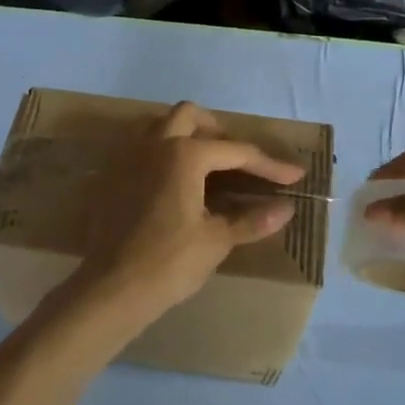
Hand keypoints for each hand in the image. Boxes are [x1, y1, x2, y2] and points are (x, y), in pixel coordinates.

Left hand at [49, 102, 304, 345]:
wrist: (111, 288)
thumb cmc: (168, 263)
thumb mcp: (215, 241)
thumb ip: (251, 220)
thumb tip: (286, 209)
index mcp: (184, 154)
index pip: (236, 151)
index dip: (269, 165)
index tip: (294, 176)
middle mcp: (153, 144)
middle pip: (190, 116)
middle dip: (219, 132)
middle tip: (239, 160)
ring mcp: (127, 157)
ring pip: (159, 125)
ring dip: (185, 134)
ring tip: (205, 164)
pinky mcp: (111, 175)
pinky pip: (139, 147)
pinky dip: (161, 152)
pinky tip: (172, 181)